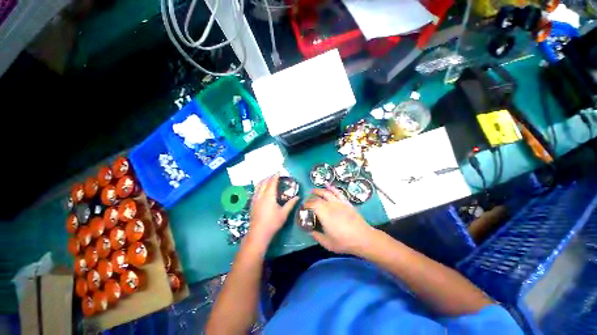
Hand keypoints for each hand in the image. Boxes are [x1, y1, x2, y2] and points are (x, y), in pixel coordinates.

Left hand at [249, 174, 299, 243]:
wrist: (258, 233)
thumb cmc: (272, 223)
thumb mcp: (284, 213)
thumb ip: (291, 204)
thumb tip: (298, 197)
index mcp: (269, 196)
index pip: (272, 182)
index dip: (275, 176)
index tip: (279, 172)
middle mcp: (260, 195)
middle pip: (264, 182)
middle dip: (269, 177)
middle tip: (275, 175)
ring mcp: (254, 199)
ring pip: (258, 186)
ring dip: (263, 181)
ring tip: (268, 180)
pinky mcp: (252, 204)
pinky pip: (255, 191)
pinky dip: (260, 186)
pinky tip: (262, 190)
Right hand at [304, 187, 375, 254]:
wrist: (363, 238)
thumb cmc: (343, 241)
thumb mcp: (327, 243)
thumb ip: (316, 236)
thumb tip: (309, 231)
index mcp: (324, 213)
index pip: (312, 204)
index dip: (306, 204)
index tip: (303, 207)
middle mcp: (330, 205)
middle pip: (318, 197)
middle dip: (310, 197)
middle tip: (307, 200)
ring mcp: (339, 202)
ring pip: (327, 192)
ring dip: (319, 190)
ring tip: (313, 190)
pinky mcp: (346, 202)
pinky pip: (338, 192)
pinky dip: (332, 188)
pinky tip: (328, 186)